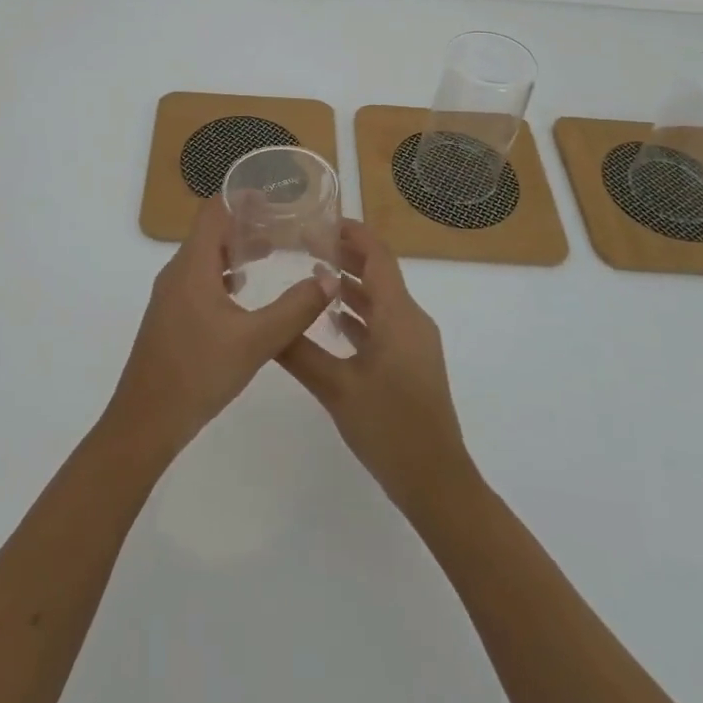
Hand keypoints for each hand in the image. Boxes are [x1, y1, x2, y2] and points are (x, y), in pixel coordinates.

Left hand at [103, 196, 335, 466]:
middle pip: (210, 232)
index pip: (213, 211)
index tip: (274, 198)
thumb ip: (295, 309)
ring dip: (235, 251)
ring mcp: (171, 296)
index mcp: (192, 266)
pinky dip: (224, 275)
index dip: (241, 198)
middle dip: (245, 225)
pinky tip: (245, 294)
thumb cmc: (198, 372)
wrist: (145, 421)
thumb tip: (328, 279)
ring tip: (272, 254)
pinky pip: (199, 280)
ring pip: (205, 258)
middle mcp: (177, 272)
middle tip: (283, 226)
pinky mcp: (171, 317)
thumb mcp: (256, 341)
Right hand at [277, 219, 475, 515]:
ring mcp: (414, 342)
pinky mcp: (412, 363)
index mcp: (398, 314)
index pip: (377, 255)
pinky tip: (332, 321)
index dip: (351, 233)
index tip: (319, 220)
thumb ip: (299, 352)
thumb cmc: (389, 427)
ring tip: (313, 274)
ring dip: (350, 285)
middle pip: (379, 273)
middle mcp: (410, 320)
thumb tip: (266, 323)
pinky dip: (359, 314)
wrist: (437, 482)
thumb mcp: (336, 388)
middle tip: (306, 244)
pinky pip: (385, 324)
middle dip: (346, 255)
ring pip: (381, 300)